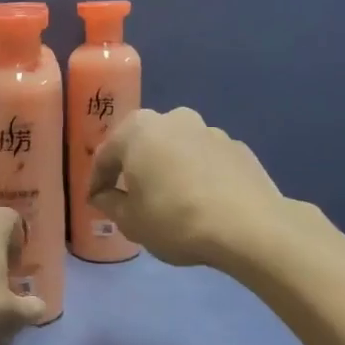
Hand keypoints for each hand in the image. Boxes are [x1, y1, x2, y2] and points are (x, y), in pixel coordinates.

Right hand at [88, 107, 288, 267]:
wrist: (248, 226)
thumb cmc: (175, 220)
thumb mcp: (131, 222)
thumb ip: (110, 204)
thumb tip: (104, 195)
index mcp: (138, 130)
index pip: (105, 155)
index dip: (96, 181)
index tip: (95, 201)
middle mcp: (173, 119)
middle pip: (143, 143)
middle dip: (133, 167)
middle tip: (129, 195)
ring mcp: (209, 130)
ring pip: (176, 148)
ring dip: (168, 167)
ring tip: (169, 198)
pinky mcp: (237, 147)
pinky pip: (205, 159)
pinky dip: (197, 174)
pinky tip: (201, 200)